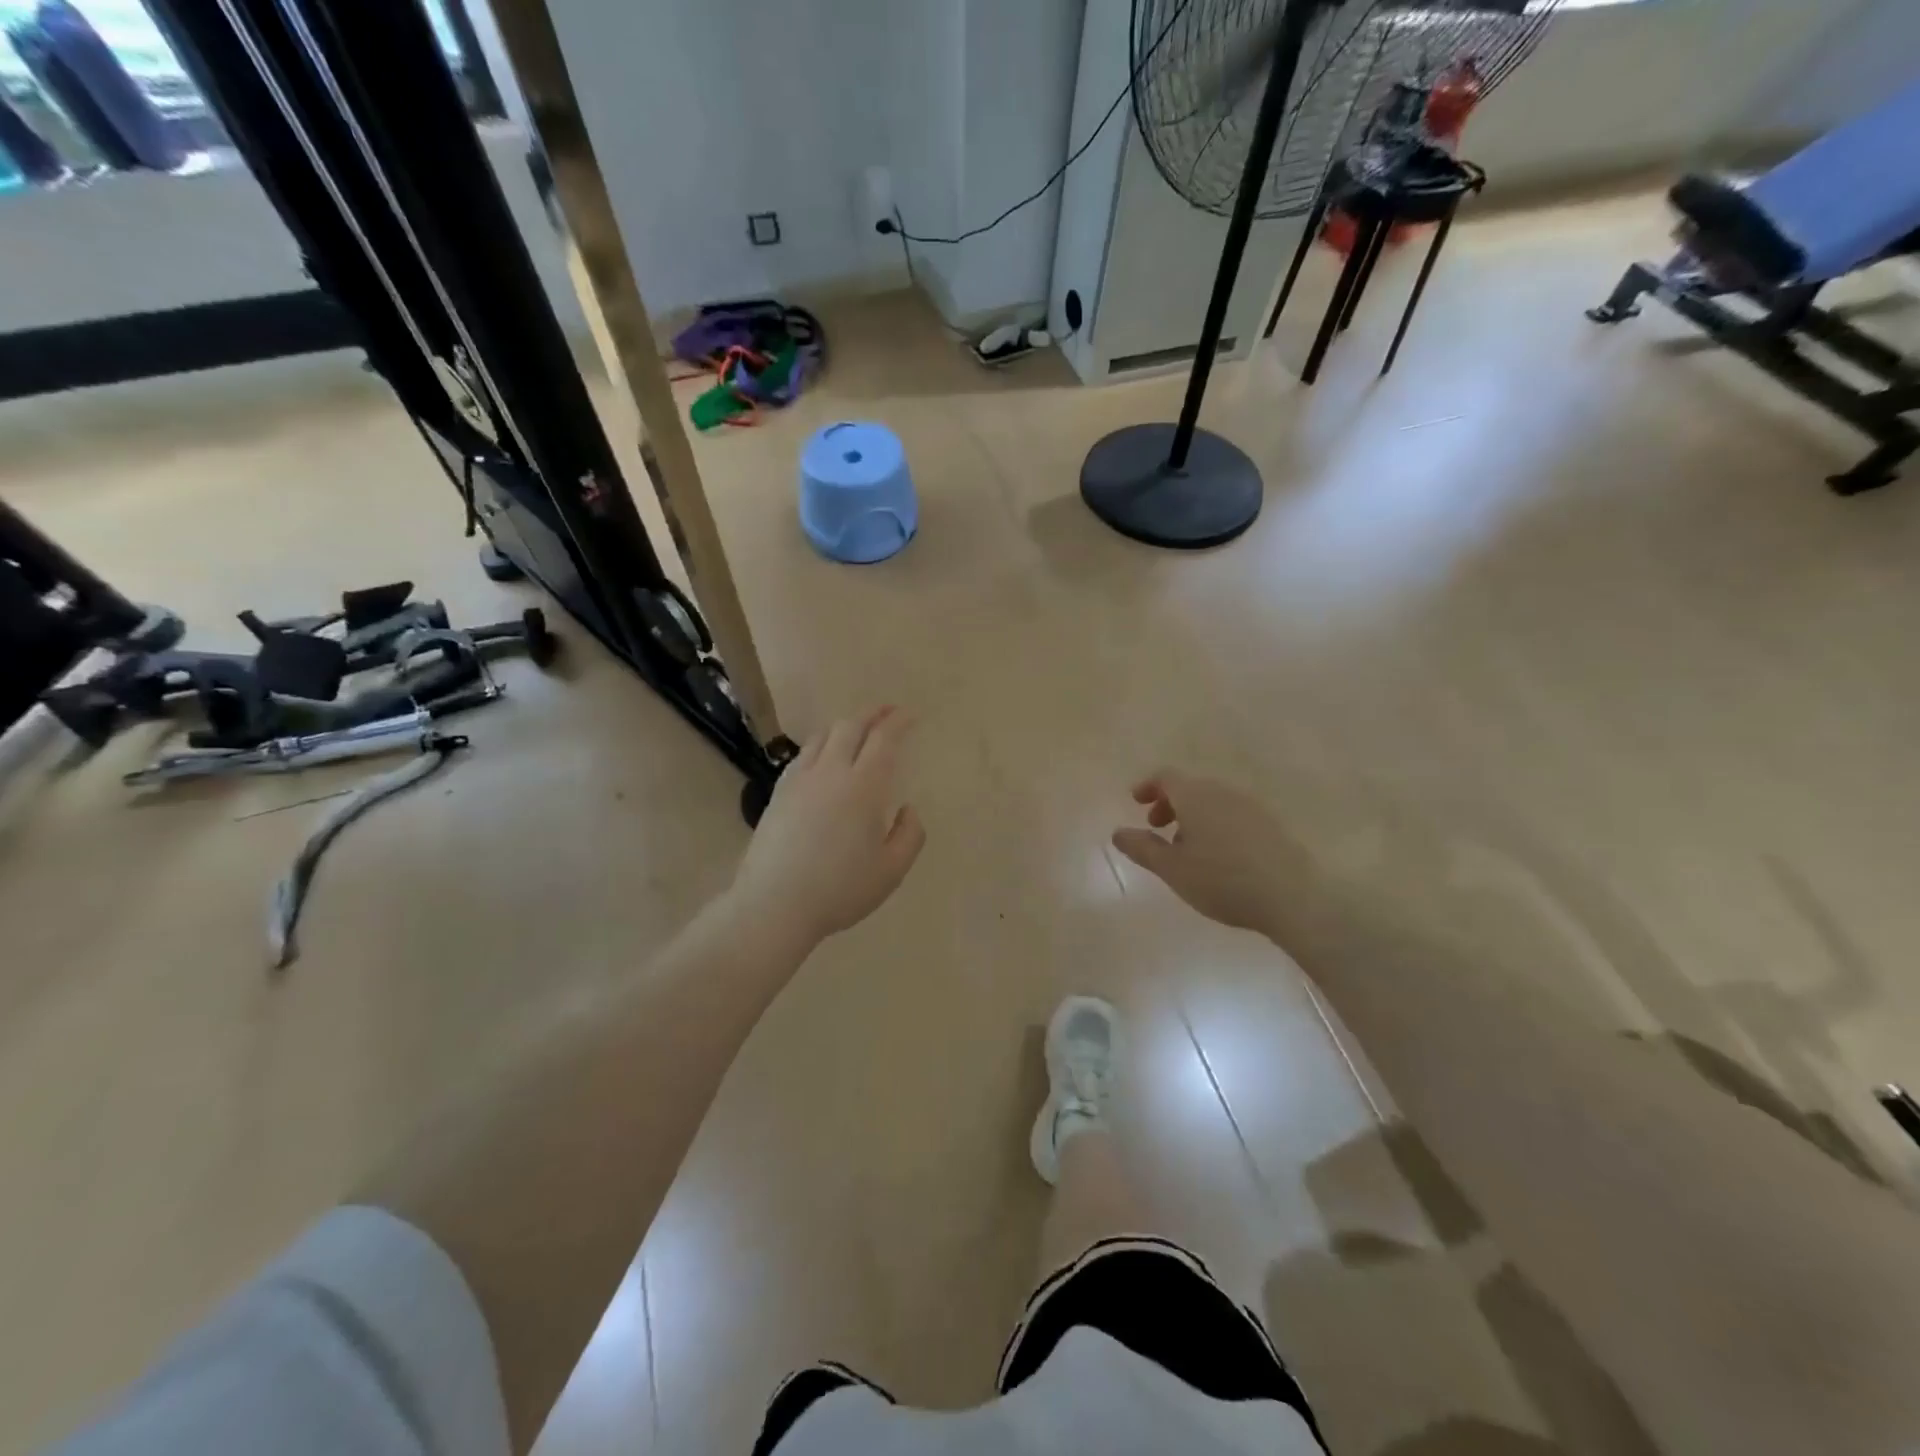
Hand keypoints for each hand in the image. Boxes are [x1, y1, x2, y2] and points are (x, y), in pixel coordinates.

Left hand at [731, 706, 925, 946]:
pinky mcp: (778, 793)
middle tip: (887, 712)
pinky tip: (823, 757)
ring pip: (822, 736)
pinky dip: (820, 744)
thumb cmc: (840, 890)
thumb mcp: (891, 871)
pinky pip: (802, 754)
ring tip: (857, 731)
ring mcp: (800, 780)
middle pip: (850, 726)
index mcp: (864, 787)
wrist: (775, 904)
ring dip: (844, 726)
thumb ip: (910, 835)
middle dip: (872, 714)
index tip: (909, 715)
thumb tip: (907, 809)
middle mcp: (831, 772)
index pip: (883, 739)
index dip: (898, 722)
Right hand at [1112, 770, 1316, 940]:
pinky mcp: (1271, 824)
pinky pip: (1233, 814)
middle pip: (1190, 787)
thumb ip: (1142, 848)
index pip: (1166, 777)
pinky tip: (1218, 856)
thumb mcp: (1172, 869)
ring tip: (1186, 848)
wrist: (1292, 896)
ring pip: (1212, 801)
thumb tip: (1118, 833)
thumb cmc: (1221, 880)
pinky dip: (1215, 824)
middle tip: (1157, 828)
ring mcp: (1251, 806)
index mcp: (1195, 796)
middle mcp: (1223, 792)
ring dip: (1193, 816)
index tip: (1136, 802)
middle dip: (1169, 803)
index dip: (1148, 786)